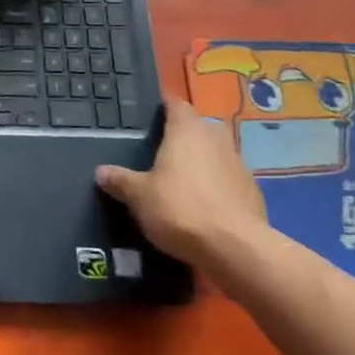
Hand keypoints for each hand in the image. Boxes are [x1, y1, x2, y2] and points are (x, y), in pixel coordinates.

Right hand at [95, 96, 267, 269]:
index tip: (150, 114)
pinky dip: (218, 187)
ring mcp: (240, 165)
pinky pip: (230, 181)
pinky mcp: (254, 193)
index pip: (176, 104)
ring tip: (182, 181)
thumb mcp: (139, 196)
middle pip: (200, 128)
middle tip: (163, 151)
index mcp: (187, 131)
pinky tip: (204, 206)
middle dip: (185, 136)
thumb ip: (120, 180)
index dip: (164, 106)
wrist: (237, 250)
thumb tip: (100, 171)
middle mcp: (216, 139)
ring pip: (218, 154)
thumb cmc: (181, 209)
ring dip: (204, 162)